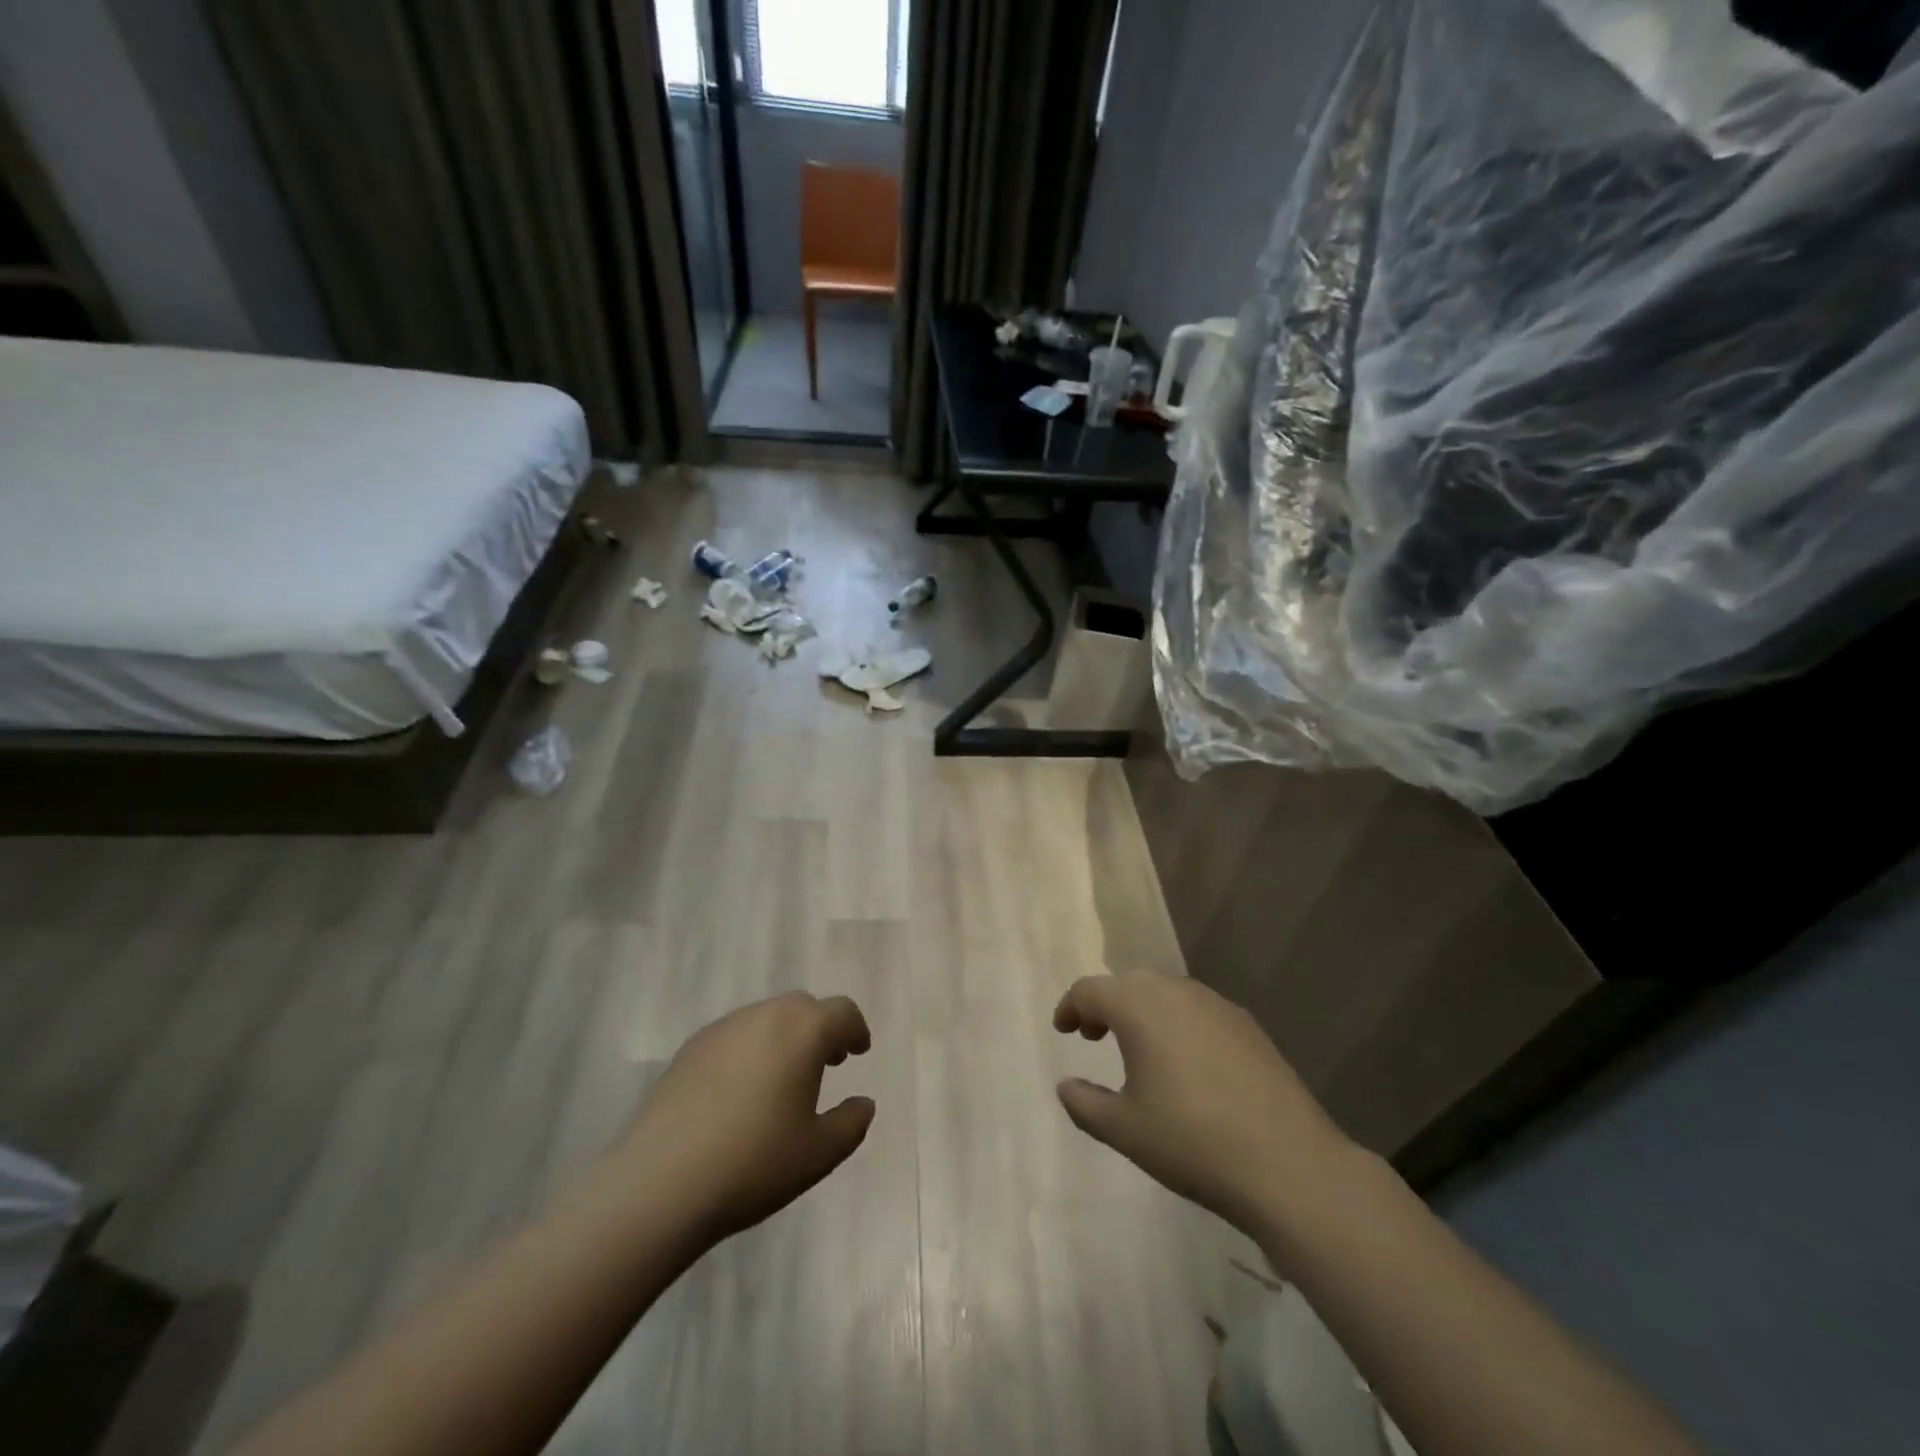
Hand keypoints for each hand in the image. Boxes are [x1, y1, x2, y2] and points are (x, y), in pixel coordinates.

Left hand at [616, 992, 875, 1245]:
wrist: (661, 1184)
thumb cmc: (754, 1164)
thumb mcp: (819, 1153)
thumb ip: (852, 1122)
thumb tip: (863, 1102)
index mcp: (803, 1031)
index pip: (842, 1012)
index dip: (855, 1029)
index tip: (858, 1052)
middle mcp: (765, 1015)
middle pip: (803, 1006)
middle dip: (820, 1028)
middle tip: (826, 1063)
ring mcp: (723, 1028)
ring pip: (767, 1017)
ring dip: (785, 1036)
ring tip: (783, 1078)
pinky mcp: (691, 1047)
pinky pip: (735, 1035)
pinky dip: (751, 1048)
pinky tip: (741, 1091)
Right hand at [1053, 975, 1356, 1245]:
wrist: (1288, 1163)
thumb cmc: (1192, 1141)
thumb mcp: (1124, 1130)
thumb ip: (1085, 1104)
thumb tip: (1066, 1086)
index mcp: (1140, 1007)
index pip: (1091, 990)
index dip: (1071, 1006)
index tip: (1063, 1030)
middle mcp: (1176, 992)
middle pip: (1128, 984)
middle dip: (1105, 1004)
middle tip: (1093, 1036)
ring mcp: (1216, 1005)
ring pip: (1165, 993)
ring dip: (1141, 1011)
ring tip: (1136, 1048)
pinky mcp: (1247, 1025)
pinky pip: (1196, 1009)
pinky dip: (1176, 1021)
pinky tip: (1184, 1061)